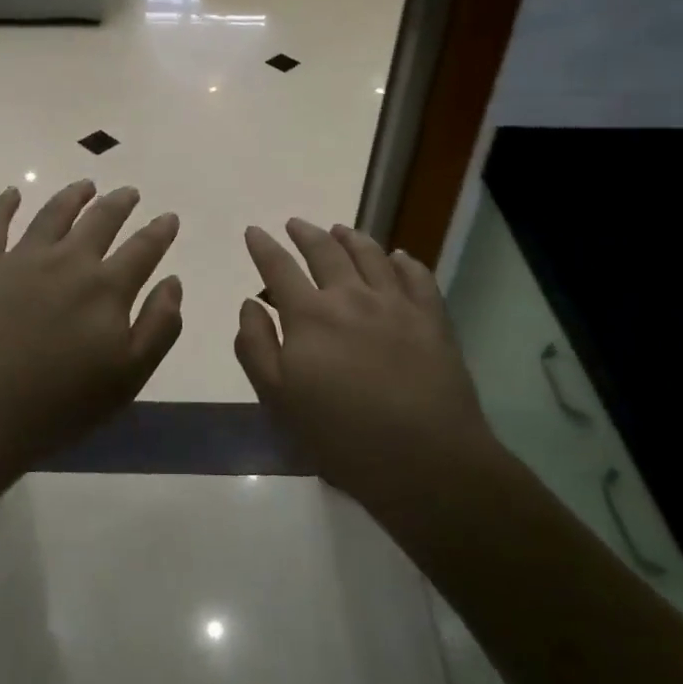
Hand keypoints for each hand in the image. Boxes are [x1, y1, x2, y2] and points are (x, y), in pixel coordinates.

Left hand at [0, 181, 181, 473]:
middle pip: (100, 220)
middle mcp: (68, 261)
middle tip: (130, 192)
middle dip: (119, 203)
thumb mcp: (129, 377)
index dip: (159, 232)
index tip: (169, 217)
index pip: (143, 249)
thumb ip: (159, 326)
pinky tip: (12, 193)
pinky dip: (4, 205)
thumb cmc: (60, 404)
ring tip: (86, 185)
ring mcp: (21, 259)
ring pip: (53, 214)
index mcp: (106, 288)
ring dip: (73, 196)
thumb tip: (173, 282)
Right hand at [235, 219, 497, 507]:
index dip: (263, 247)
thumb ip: (256, 346)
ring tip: (340, 230)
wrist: (424, 459)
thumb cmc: (341, 436)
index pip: (279, 268)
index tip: (254, 230)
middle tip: (295, 223)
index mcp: (310, 316)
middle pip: (325, 251)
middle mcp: (351, 296)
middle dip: (305, 233)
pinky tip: (398, 256)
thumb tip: (250, 304)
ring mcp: (396, 304)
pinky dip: (404, 260)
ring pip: (371, 255)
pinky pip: (417, 276)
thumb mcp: (278, 399)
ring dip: (351, 237)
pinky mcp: (432, 318)